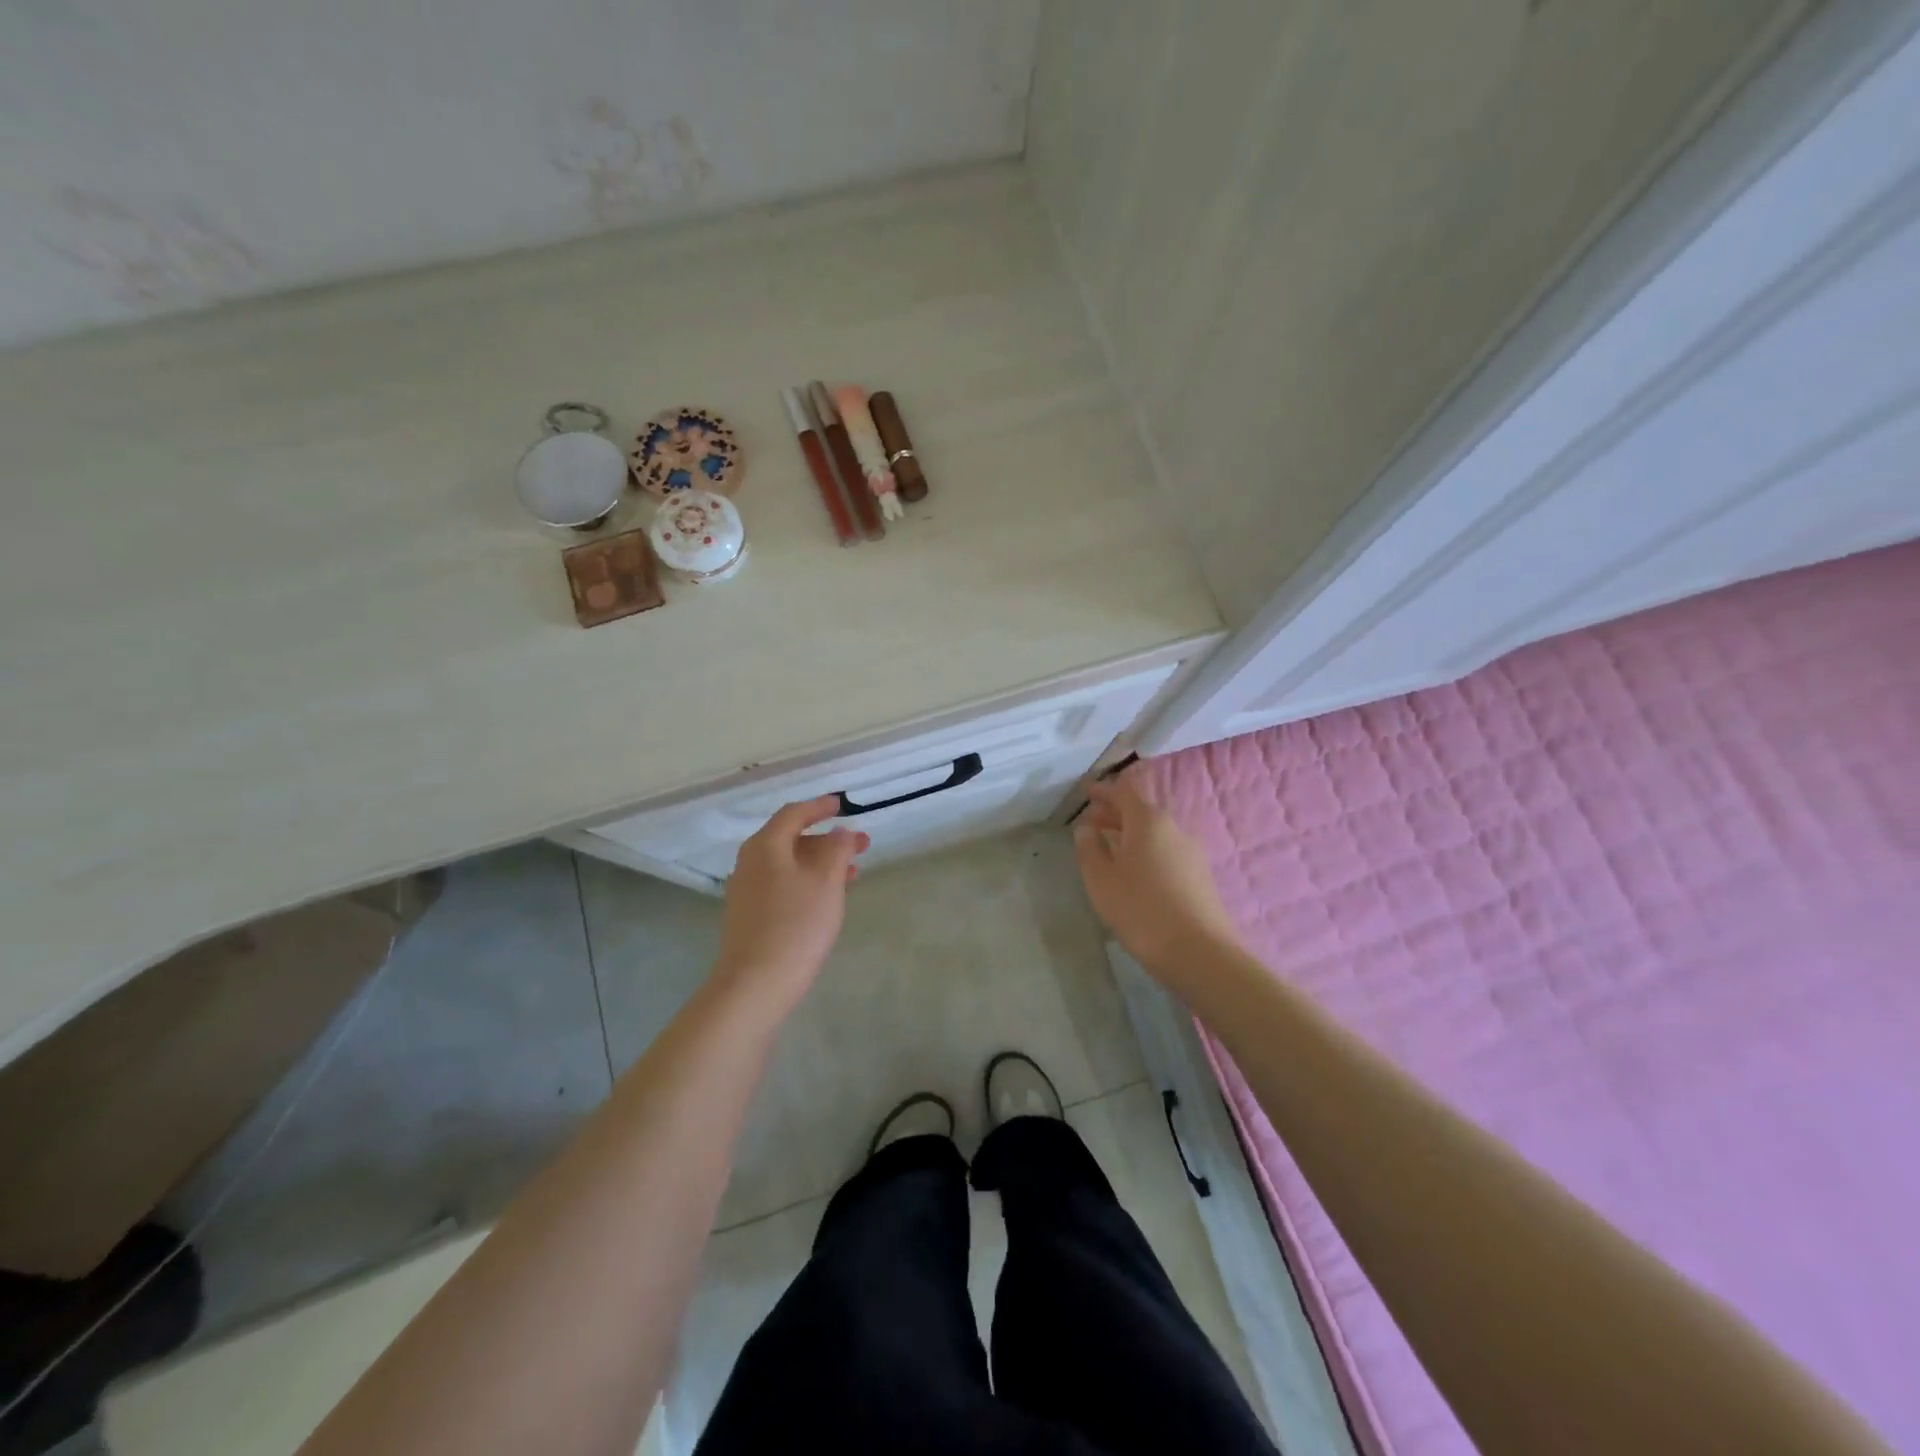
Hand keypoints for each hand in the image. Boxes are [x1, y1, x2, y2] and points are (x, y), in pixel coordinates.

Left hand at [716, 797, 868, 1006]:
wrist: (756, 984)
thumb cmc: (796, 925)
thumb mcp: (826, 881)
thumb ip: (836, 848)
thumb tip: (839, 832)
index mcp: (765, 846)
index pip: (793, 814)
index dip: (819, 807)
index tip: (842, 805)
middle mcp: (750, 862)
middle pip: (791, 839)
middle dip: (828, 840)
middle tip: (862, 845)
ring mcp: (747, 891)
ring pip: (789, 864)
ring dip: (821, 863)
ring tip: (854, 873)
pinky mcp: (750, 915)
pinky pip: (783, 885)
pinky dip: (808, 882)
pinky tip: (828, 898)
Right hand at [1073, 772, 1239, 976]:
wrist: (1199, 953)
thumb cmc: (1141, 909)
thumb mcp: (1101, 880)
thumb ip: (1090, 849)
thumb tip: (1086, 829)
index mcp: (1149, 821)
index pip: (1124, 792)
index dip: (1104, 790)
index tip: (1087, 792)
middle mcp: (1174, 829)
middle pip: (1141, 812)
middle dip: (1115, 814)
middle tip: (1092, 822)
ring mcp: (1192, 853)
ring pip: (1155, 834)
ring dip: (1130, 835)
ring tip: (1110, 849)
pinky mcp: (1200, 877)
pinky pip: (1166, 853)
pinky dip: (1146, 852)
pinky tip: (1135, 873)